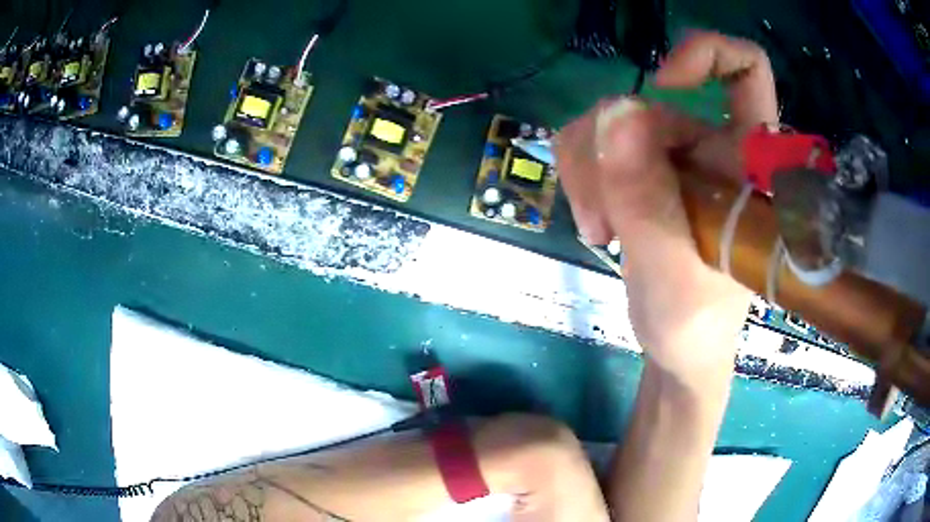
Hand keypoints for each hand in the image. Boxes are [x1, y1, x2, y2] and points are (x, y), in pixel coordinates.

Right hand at [554, 31, 778, 385]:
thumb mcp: (673, 276)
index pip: (748, 72)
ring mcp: (674, 155)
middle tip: (604, 219)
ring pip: (609, 119)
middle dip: (611, 154)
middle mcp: (712, 146)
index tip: (667, 84)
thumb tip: (614, 112)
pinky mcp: (641, 169)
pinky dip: (580, 175)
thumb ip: (648, 203)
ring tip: (599, 228)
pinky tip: (595, 222)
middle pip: (650, 104)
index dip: (709, 55)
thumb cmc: (695, 326)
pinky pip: (592, 140)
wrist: (677, 349)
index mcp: (746, 164)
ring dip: (589, 170)